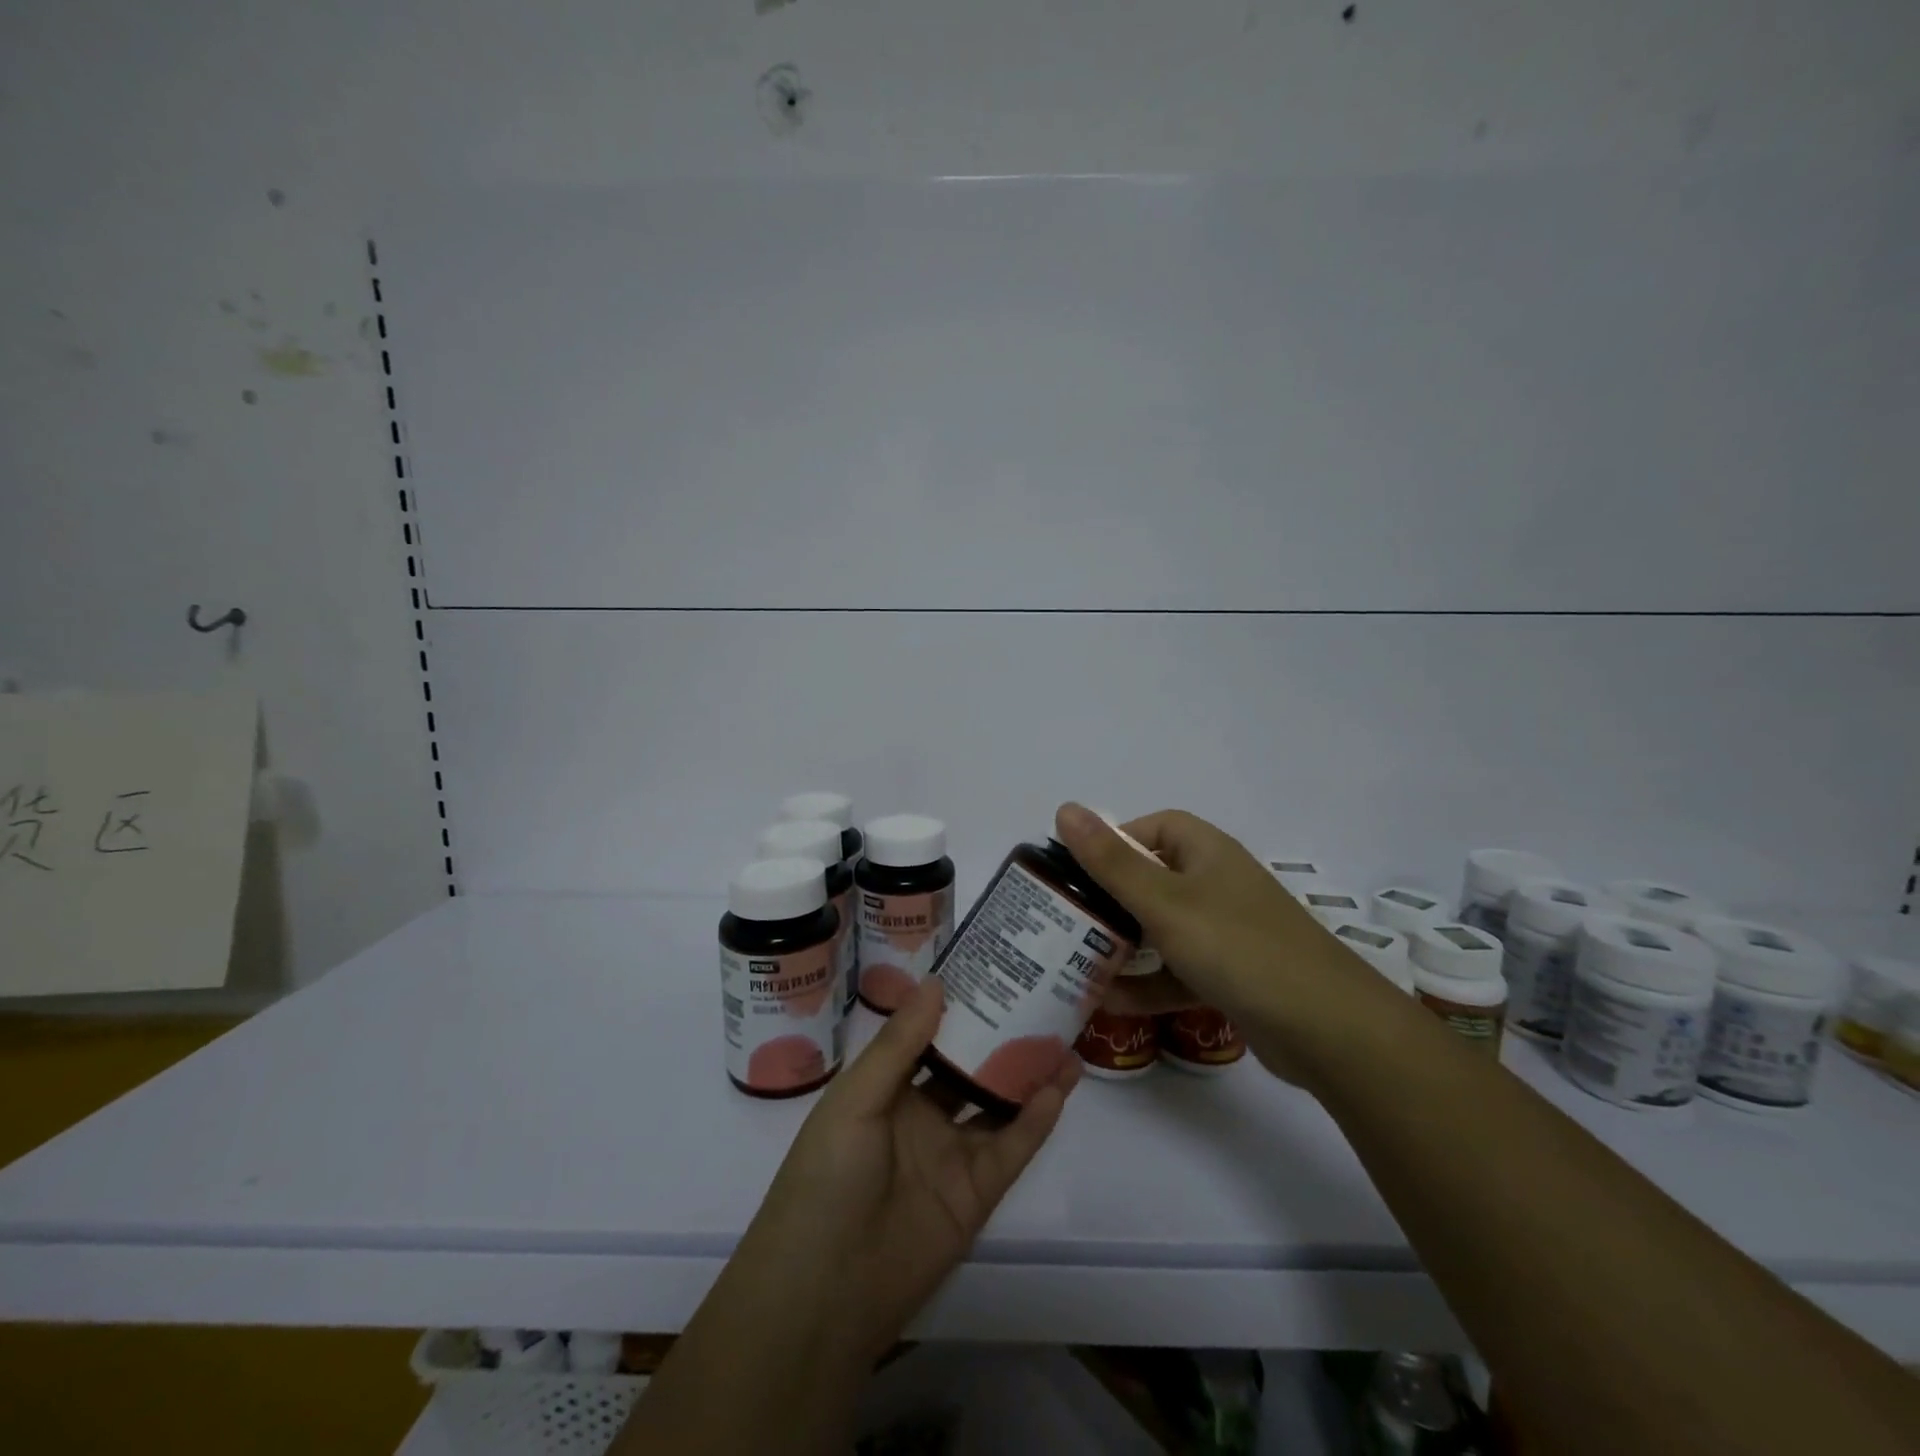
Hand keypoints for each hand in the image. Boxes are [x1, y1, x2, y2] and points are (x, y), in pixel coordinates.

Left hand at [735, 977, 1078, 1363]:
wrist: (824, 1292)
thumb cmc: (827, 1176)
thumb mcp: (856, 1099)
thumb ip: (899, 1044)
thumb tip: (937, 982)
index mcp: (886, 1088)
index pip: (928, 1037)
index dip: (957, 1007)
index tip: (990, 971)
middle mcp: (922, 1116)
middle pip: (969, 1067)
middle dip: (1000, 1036)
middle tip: (1039, 999)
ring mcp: (951, 1155)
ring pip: (998, 1104)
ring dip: (1028, 1075)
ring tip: (1064, 1038)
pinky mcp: (976, 1194)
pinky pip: (1011, 1149)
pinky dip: (1035, 1121)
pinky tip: (1058, 1088)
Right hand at [1053, 802, 1399, 1082]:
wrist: (1329, 1030)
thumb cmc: (1238, 948)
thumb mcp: (1164, 902)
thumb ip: (1110, 861)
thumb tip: (1065, 809)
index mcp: (1207, 853)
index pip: (1155, 827)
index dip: (1115, 841)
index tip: (1078, 869)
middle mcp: (1217, 886)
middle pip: (1153, 880)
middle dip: (1109, 899)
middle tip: (1065, 919)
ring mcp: (1226, 933)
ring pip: (1162, 930)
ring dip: (1123, 945)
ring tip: (1073, 961)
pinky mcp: (1231, 977)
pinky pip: (1178, 971)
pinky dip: (1147, 984)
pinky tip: (1108, 1001)